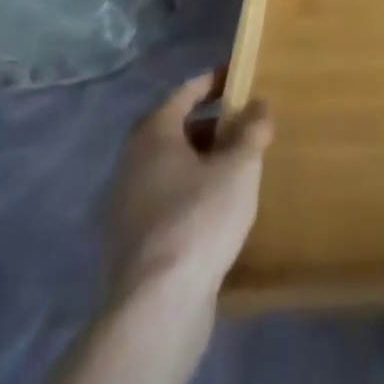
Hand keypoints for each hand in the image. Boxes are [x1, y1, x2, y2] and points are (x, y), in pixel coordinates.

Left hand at [105, 73, 271, 305]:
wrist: (156, 308)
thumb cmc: (199, 218)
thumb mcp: (240, 166)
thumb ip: (252, 130)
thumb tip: (258, 104)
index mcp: (153, 135)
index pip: (184, 93)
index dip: (213, 81)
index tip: (238, 75)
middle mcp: (131, 164)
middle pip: (174, 130)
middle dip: (210, 125)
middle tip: (244, 124)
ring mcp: (125, 208)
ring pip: (169, 169)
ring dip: (200, 162)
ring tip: (236, 167)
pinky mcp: (130, 245)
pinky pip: (165, 201)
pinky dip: (190, 194)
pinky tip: (217, 210)